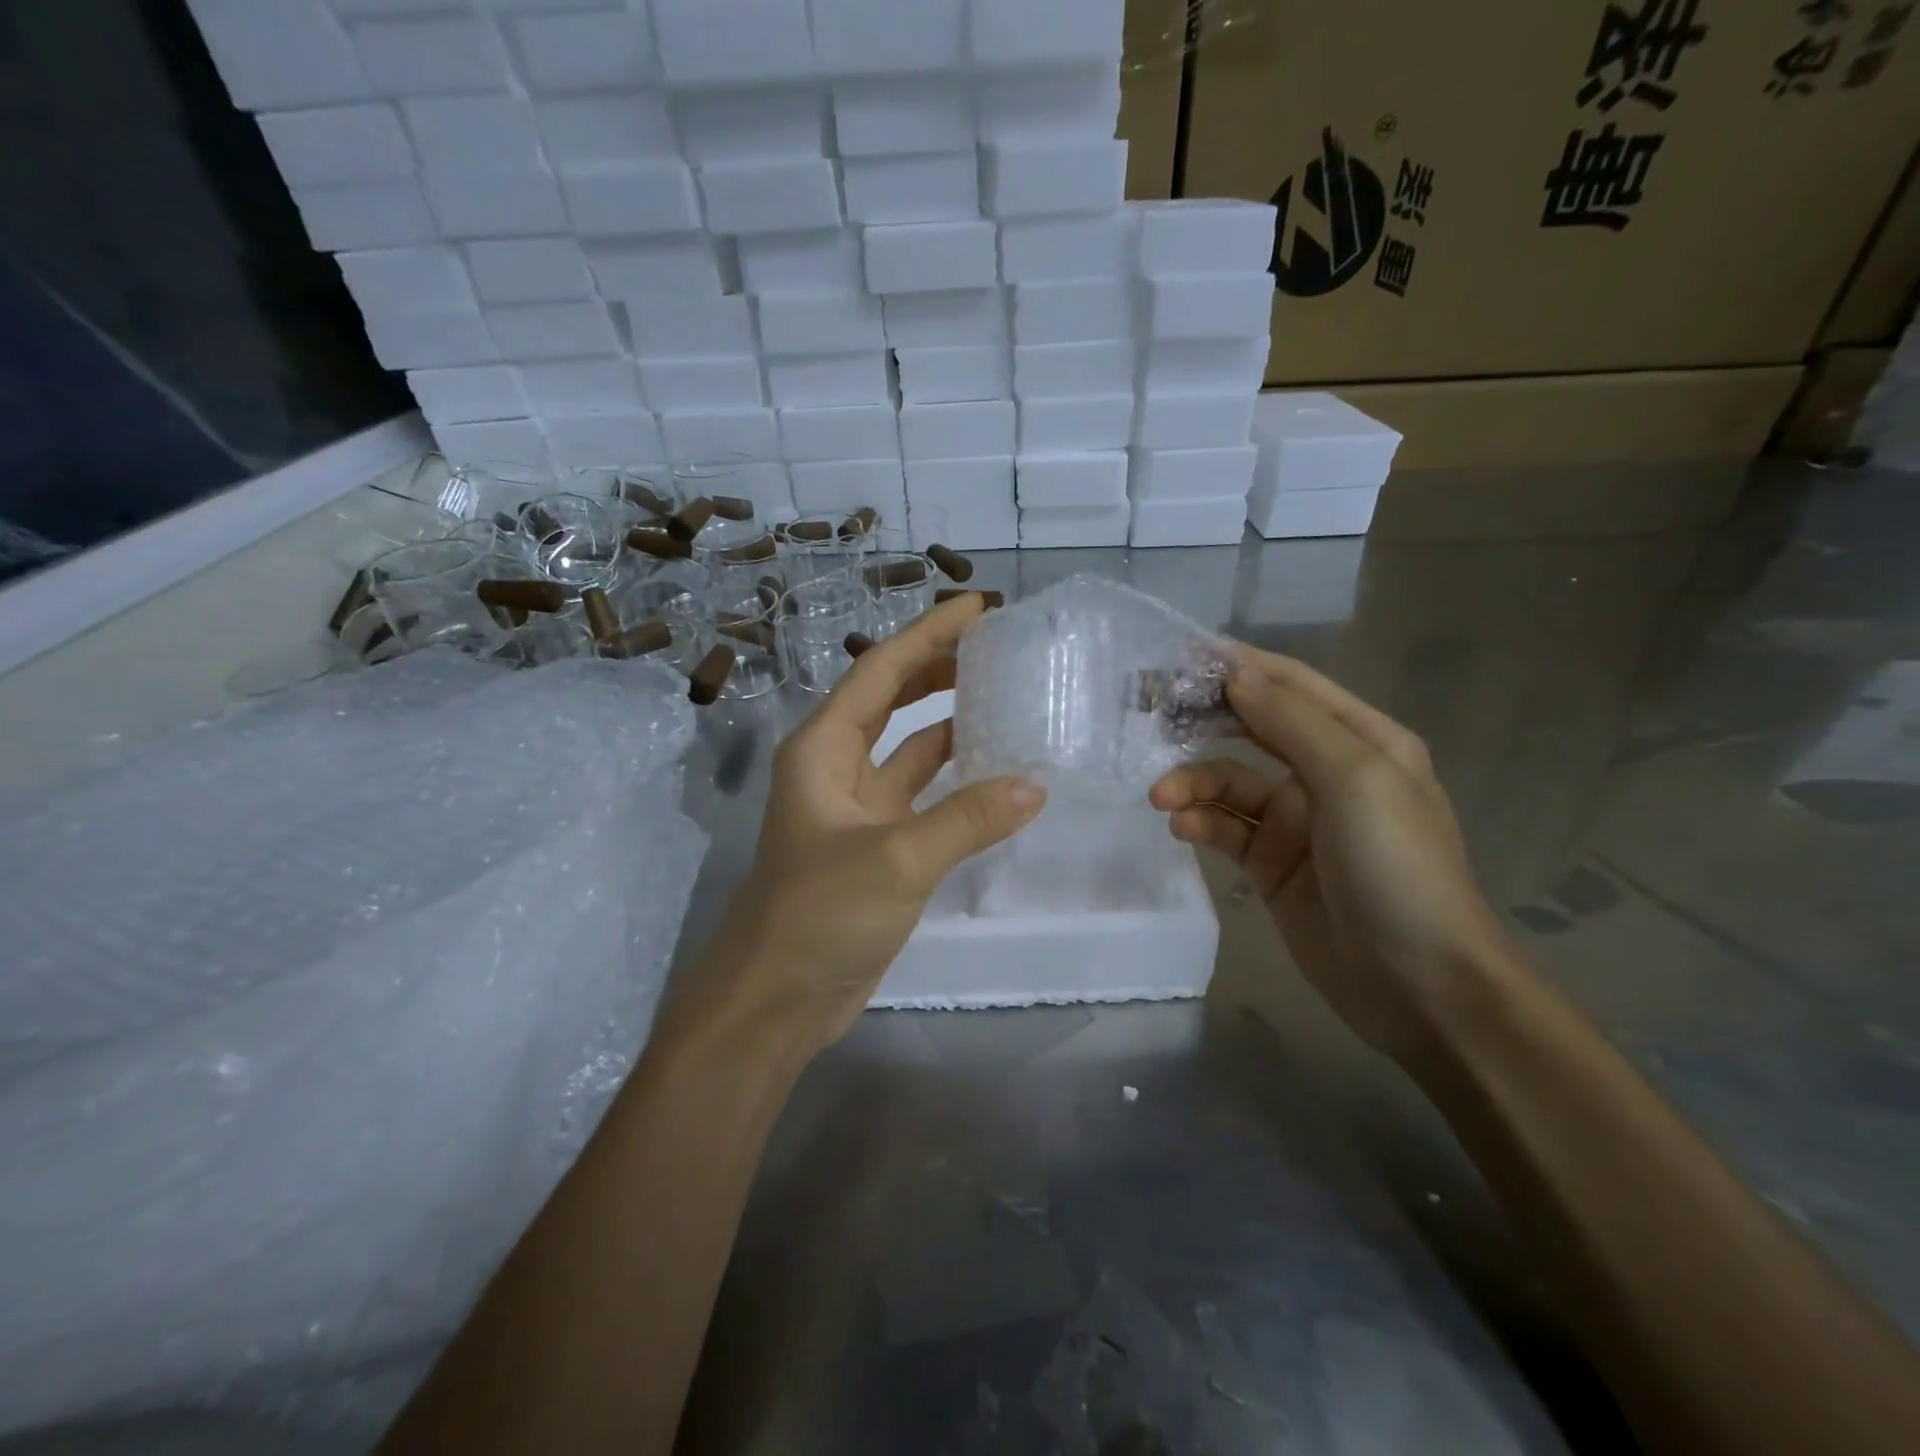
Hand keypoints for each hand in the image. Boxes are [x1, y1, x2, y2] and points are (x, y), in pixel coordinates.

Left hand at [679, 594, 1045, 1061]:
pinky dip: (957, 780)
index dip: (927, 635)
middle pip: (892, 699)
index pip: (880, 671)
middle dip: (938, 668)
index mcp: (823, 748)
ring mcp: (860, 808)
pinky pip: (924, 795)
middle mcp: (837, 767)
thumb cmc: (818, 914)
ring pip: (911, 748)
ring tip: (1005, 696)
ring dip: (950, 721)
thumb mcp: (895, 859)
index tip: (977, 608)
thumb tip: (1035, 785)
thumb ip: (967, 820)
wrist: (778, 998)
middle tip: (998, 647)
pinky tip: (998, 773)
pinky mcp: (881, 845)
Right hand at [1150, 648, 1510, 1064]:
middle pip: (1255, 729)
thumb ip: (1292, 721)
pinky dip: (1200, 822)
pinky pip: (1225, 829)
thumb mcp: (1354, 778)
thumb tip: (1236, 674)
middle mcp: (1328, 773)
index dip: (1240, 666)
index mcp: (1362, 741)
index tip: (1180, 657)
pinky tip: (1181, 827)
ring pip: (1230, 783)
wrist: (1420, 986)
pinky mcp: (1271, 865)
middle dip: (1206, 719)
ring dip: (1194, 782)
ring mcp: (1297, 822)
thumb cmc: (1396, 866)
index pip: (1292, 686)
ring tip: (1162, 796)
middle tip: (1151, 711)